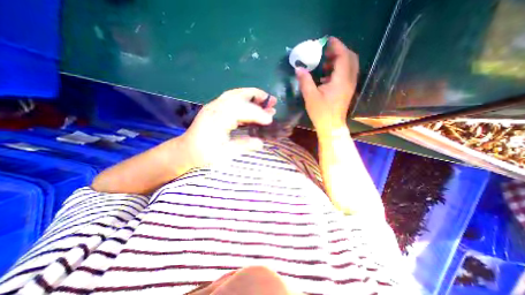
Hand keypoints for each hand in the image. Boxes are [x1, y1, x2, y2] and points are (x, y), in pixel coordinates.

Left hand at [174, 88, 278, 172]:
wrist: (185, 151)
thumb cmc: (203, 154)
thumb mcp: (223, 154)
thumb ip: (242, 146)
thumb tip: (261, 142)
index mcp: (216, 119)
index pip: (241, 110)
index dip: (257, 113)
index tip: (270, 119)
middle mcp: (215, 108)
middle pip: (238, 95)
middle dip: (257, 96)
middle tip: (272, 101)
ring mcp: (214, 106)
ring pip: (235, 94)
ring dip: (252, 95)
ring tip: (266, 100)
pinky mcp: (215, 108)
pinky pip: (232, 99)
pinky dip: (245, 100)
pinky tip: (253, 105)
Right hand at [294, 37, 358, 135]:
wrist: (331, 126)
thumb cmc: (321, 112)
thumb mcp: (310, 96)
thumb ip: (305, 81)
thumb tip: (298, 68)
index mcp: (341, 80)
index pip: (343, 56)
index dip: (336, 46)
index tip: (327, 40)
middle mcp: (349, 80)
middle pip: (350, 58)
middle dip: (339, 51)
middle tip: (325, 52)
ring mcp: (350, 85)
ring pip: (350, 66)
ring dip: (339, 61)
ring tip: (325, 63)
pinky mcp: (347, 90)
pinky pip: (347, 74)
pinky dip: (339, 70)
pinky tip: (326, 77)